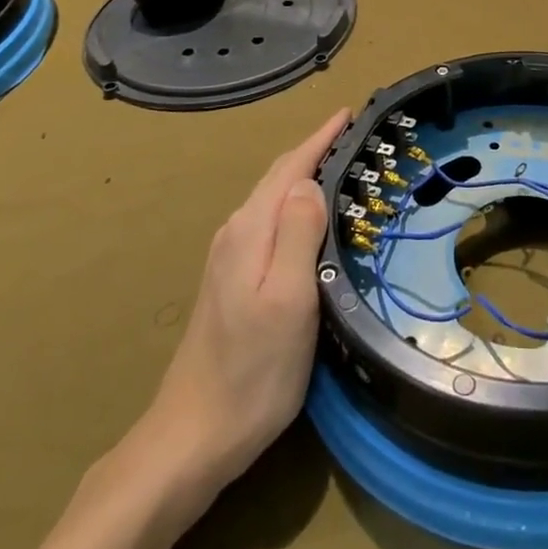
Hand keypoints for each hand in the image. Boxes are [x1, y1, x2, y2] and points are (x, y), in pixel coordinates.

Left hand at [112, 108, 348, 501]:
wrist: (192, 436)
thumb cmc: (252, 371)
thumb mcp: (289, 300)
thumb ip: (298, 234)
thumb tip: (310, 182)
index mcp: (250, 231)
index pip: (290, 168)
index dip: (320, 138)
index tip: (350, 112)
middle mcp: (236, 233)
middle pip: (278, 178)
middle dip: (315, 150)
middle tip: (355, 135)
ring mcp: (229, 257)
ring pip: (273, 200)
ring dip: (305, 176)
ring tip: (342, 167)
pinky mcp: (231, 280)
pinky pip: (269, 223)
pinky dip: (295, 205)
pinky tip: (311, 219)